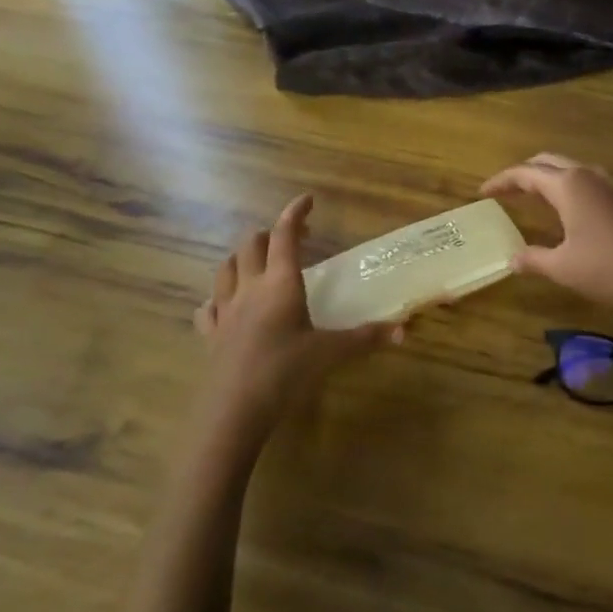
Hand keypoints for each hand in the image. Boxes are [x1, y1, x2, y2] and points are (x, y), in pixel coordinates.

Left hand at [196, 194, 402, 443]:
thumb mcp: (331, 353)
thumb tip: (404, 330)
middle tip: (292, 240)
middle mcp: (250, 288)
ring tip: (257, 263)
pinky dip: (217, 297)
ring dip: (241, 258)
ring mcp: (225, 311)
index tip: (307, 200)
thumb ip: (366, 338)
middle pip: (251, 245)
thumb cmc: (285, 372)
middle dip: (269, 234)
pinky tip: (223, 304)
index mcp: (280, 284)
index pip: (284, 236)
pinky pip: (208, 306)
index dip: (295, 214)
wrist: (233, 410)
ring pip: (225, 269)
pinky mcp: (210, 334)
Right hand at [481, 153, 612, 312]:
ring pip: (571, 169)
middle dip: (525, 172)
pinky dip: (569, 187)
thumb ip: (533, 259)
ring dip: (549, 178)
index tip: (483, 192)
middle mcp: (589, 174)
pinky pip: (589, 181)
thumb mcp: (563, 267)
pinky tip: (567, 210)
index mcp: (568, 184)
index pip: (525, 172)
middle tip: (507, 191)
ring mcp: (612, 183)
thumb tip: (512, 258)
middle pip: (548, 162)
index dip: (501, 181)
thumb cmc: (607, 269)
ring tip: (533, 198)